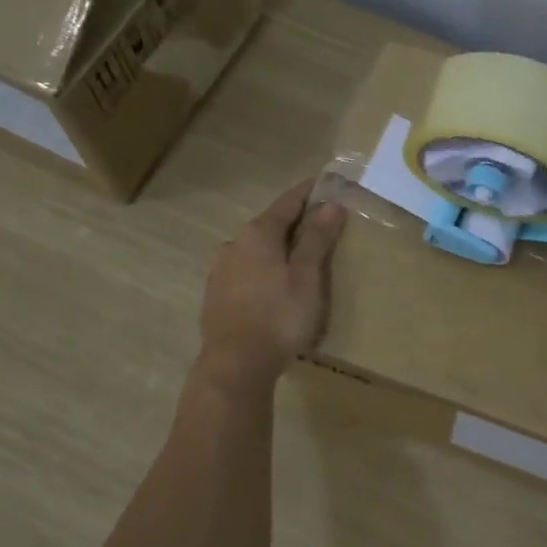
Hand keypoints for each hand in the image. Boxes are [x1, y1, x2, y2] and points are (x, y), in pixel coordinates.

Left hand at [197, 178, 346, 389]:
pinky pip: (245, 272)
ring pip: (255, 250)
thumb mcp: (306, 277)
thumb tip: (331, 204)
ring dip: (277, 249)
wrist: (236, 365)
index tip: (327, 182)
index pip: (288, 202)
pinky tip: (274, 286)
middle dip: (294, 223)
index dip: (309, 192)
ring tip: (299, 259)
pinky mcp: (215, 296)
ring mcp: (220, 271)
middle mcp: (234, 245)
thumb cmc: (279, 316)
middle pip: (269, 225)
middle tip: (320, 223)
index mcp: (258, 234)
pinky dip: (263, 270)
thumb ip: (317, 239)